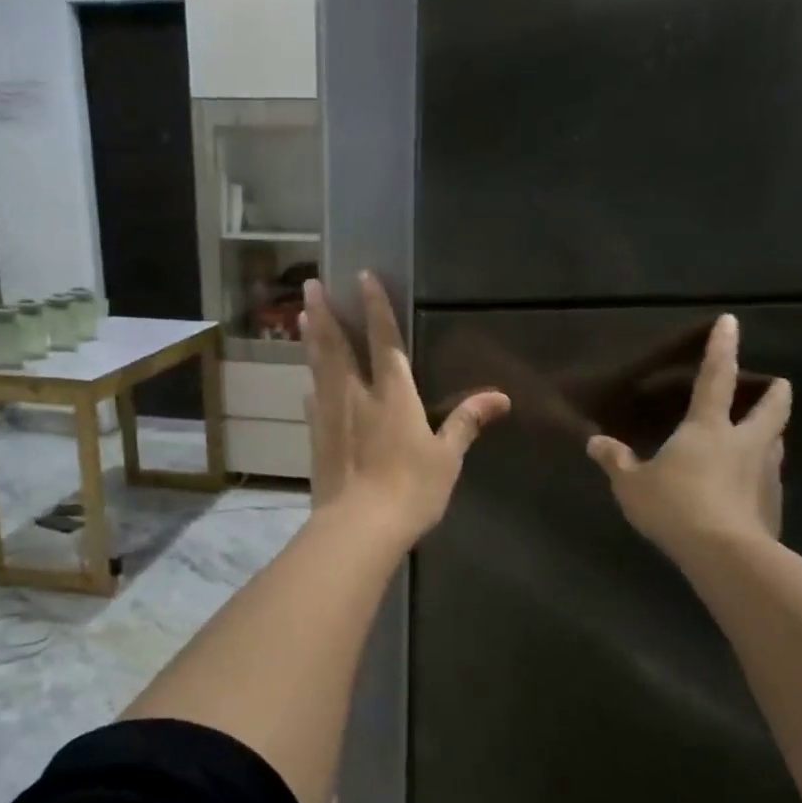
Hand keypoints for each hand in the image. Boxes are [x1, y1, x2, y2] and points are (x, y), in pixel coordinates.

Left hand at [302, 272, 510, 548]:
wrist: (360, 526)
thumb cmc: (411, 489)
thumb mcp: (447, 457)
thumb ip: (466, 422)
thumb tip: (501, 397)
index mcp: (393, 395)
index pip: (385, 340)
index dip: (376, 307)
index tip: (363, 276)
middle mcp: (357, 396)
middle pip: (338, 346)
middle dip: (326, 313)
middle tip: (311, 284)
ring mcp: (331, 416)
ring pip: (319, 368)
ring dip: (311, 339)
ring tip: (301, 316)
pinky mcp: (316, 438)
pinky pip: (313, 401)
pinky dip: (311, 384)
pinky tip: (308, 383)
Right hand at [586, 314, 791, 557]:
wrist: (724, 553)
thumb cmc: (674, 506)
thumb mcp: (632, 485)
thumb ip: (616, 461)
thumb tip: (595, 442)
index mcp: (707, 428)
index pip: (716, 378)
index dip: (722, 348)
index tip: (731, 322)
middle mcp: (744, 442)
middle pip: (771, 408)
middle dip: (774, 393)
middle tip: (778, 385)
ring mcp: (765, 472)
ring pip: (776, 443)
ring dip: (771, 435)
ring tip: (761, 438)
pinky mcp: (774, 503)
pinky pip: (769, 480)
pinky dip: (761, 476)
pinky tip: (748, 490)